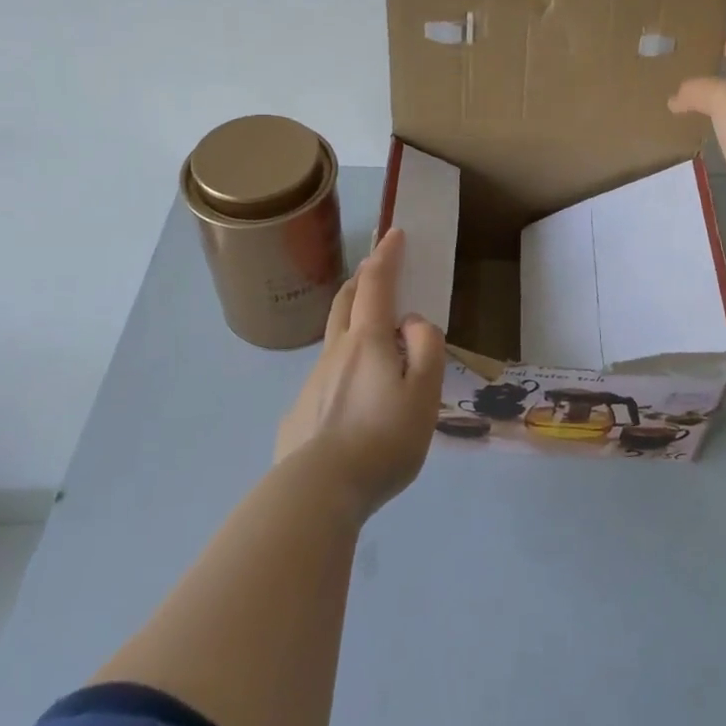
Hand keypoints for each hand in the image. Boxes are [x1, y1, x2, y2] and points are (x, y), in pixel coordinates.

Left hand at [275, 228, 446, 521]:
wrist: (317, 492)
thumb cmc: (382, 440)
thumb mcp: (423, 394)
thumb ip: (426, 350)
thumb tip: (413, 323)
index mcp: (367, 342)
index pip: (377, 285)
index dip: (387, 256)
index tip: (394, 233)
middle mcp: (335, 353)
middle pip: (345, 303)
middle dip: (361, 279)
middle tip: (375, 269)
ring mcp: (312, 383)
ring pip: (334, 341)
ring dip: (351, 323)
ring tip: (373, 340)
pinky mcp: (300, 414)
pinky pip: (326, 381)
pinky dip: (343, 371)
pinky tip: (352, 403)